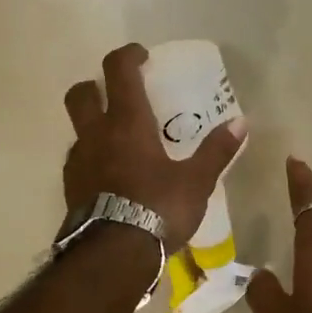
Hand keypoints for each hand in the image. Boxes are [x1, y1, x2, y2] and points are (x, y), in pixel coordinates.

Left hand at [63, 44, 245, 250]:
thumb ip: (216, 150)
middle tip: (117, 94)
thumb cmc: (158, 209)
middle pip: (80, 94)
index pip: (118, 71)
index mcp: (127, 123)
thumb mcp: (196, 181)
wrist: (113, 256)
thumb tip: (241, 123)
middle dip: (94, 86)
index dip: (128, 55)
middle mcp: (96, 134)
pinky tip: (111, 176)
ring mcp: (78, 162)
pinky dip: (92, 158)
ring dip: (93, 126)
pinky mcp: (70, 189)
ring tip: (119, 142)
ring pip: (77, 130)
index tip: (141, 56)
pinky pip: (79, 161)